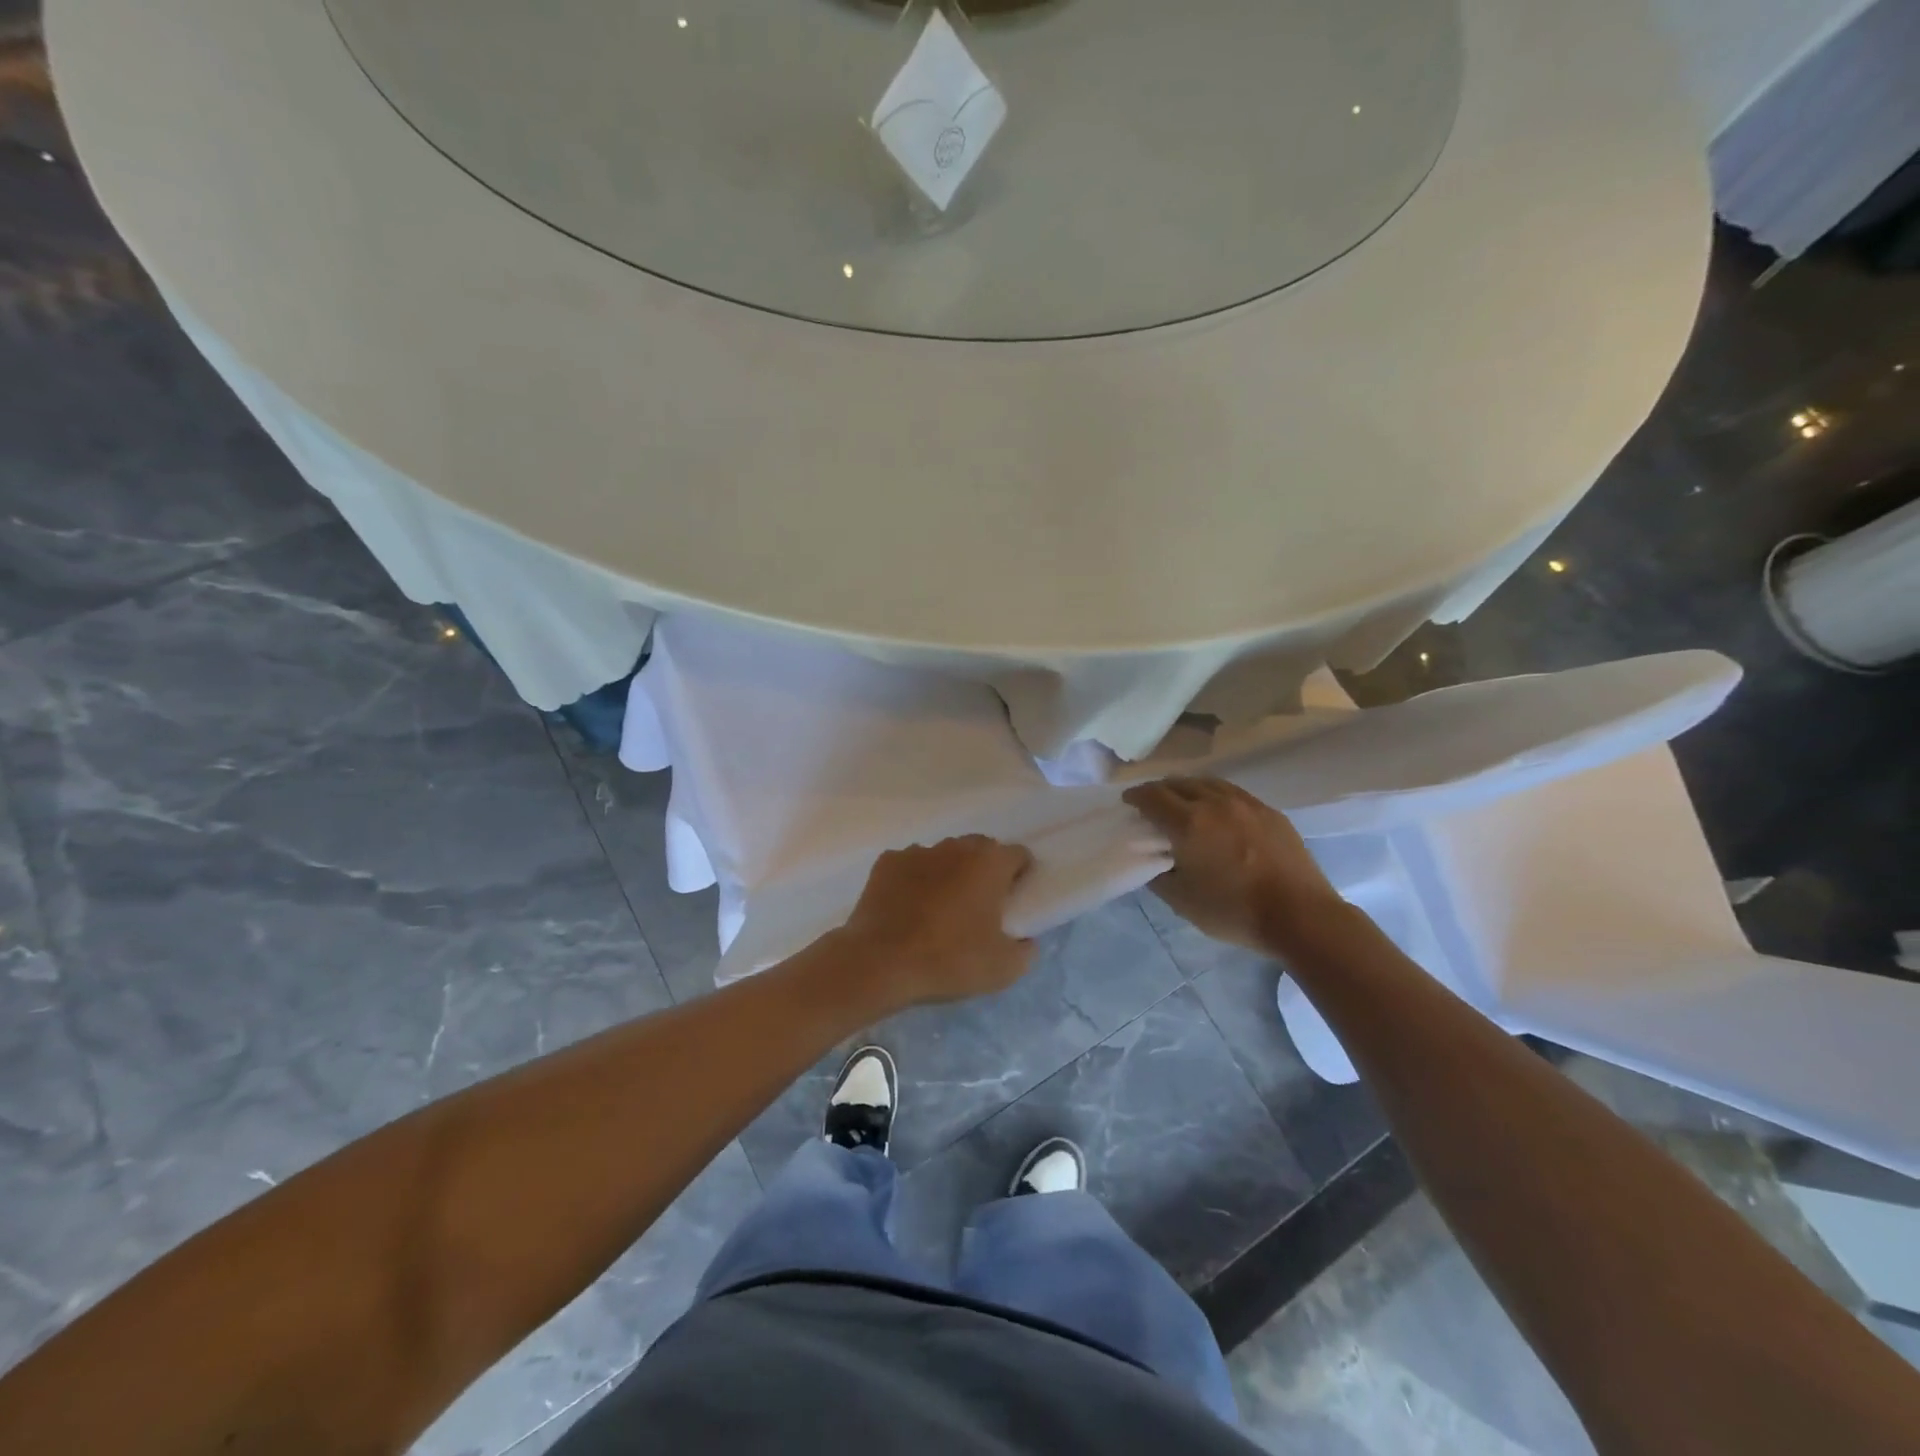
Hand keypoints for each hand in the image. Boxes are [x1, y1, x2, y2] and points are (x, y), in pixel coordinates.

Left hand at [836, 836, 1035, 1011]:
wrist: (880, 962)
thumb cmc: (949, 960)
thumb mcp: (1004, 969)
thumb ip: (1026, 949)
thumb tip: (1025, 940)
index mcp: (989, 864)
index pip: (1018, 855)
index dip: (1021, 875)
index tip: (1014, 900)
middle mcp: (955, 847)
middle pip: (980, 849)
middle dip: (985, 870)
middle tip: (980, 905)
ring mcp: (918, 851)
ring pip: (944, 856)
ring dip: (949, 873)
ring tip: (940, 908)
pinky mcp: (886, 862)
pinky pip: (911, 866)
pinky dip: (915, 880)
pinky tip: (908, 908)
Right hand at [1123, 777, 1340, 952]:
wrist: (1300, 916)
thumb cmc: (1234, 911)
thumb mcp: (1182, 901)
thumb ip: (1159, 875)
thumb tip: (1154, 860)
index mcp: (1188, 823)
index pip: (1152, 797)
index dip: (1135, 797)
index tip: (1128, 802)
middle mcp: (1214, 803)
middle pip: (1179, 783)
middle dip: (1160, 790)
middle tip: (1153, 804)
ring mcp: (1246, 804)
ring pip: (1208, 783)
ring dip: (1188, 789)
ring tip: (1184, 802)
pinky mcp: (1269, 812)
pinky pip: (1233, 793)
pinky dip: (1215, 795)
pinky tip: (1218, 811)